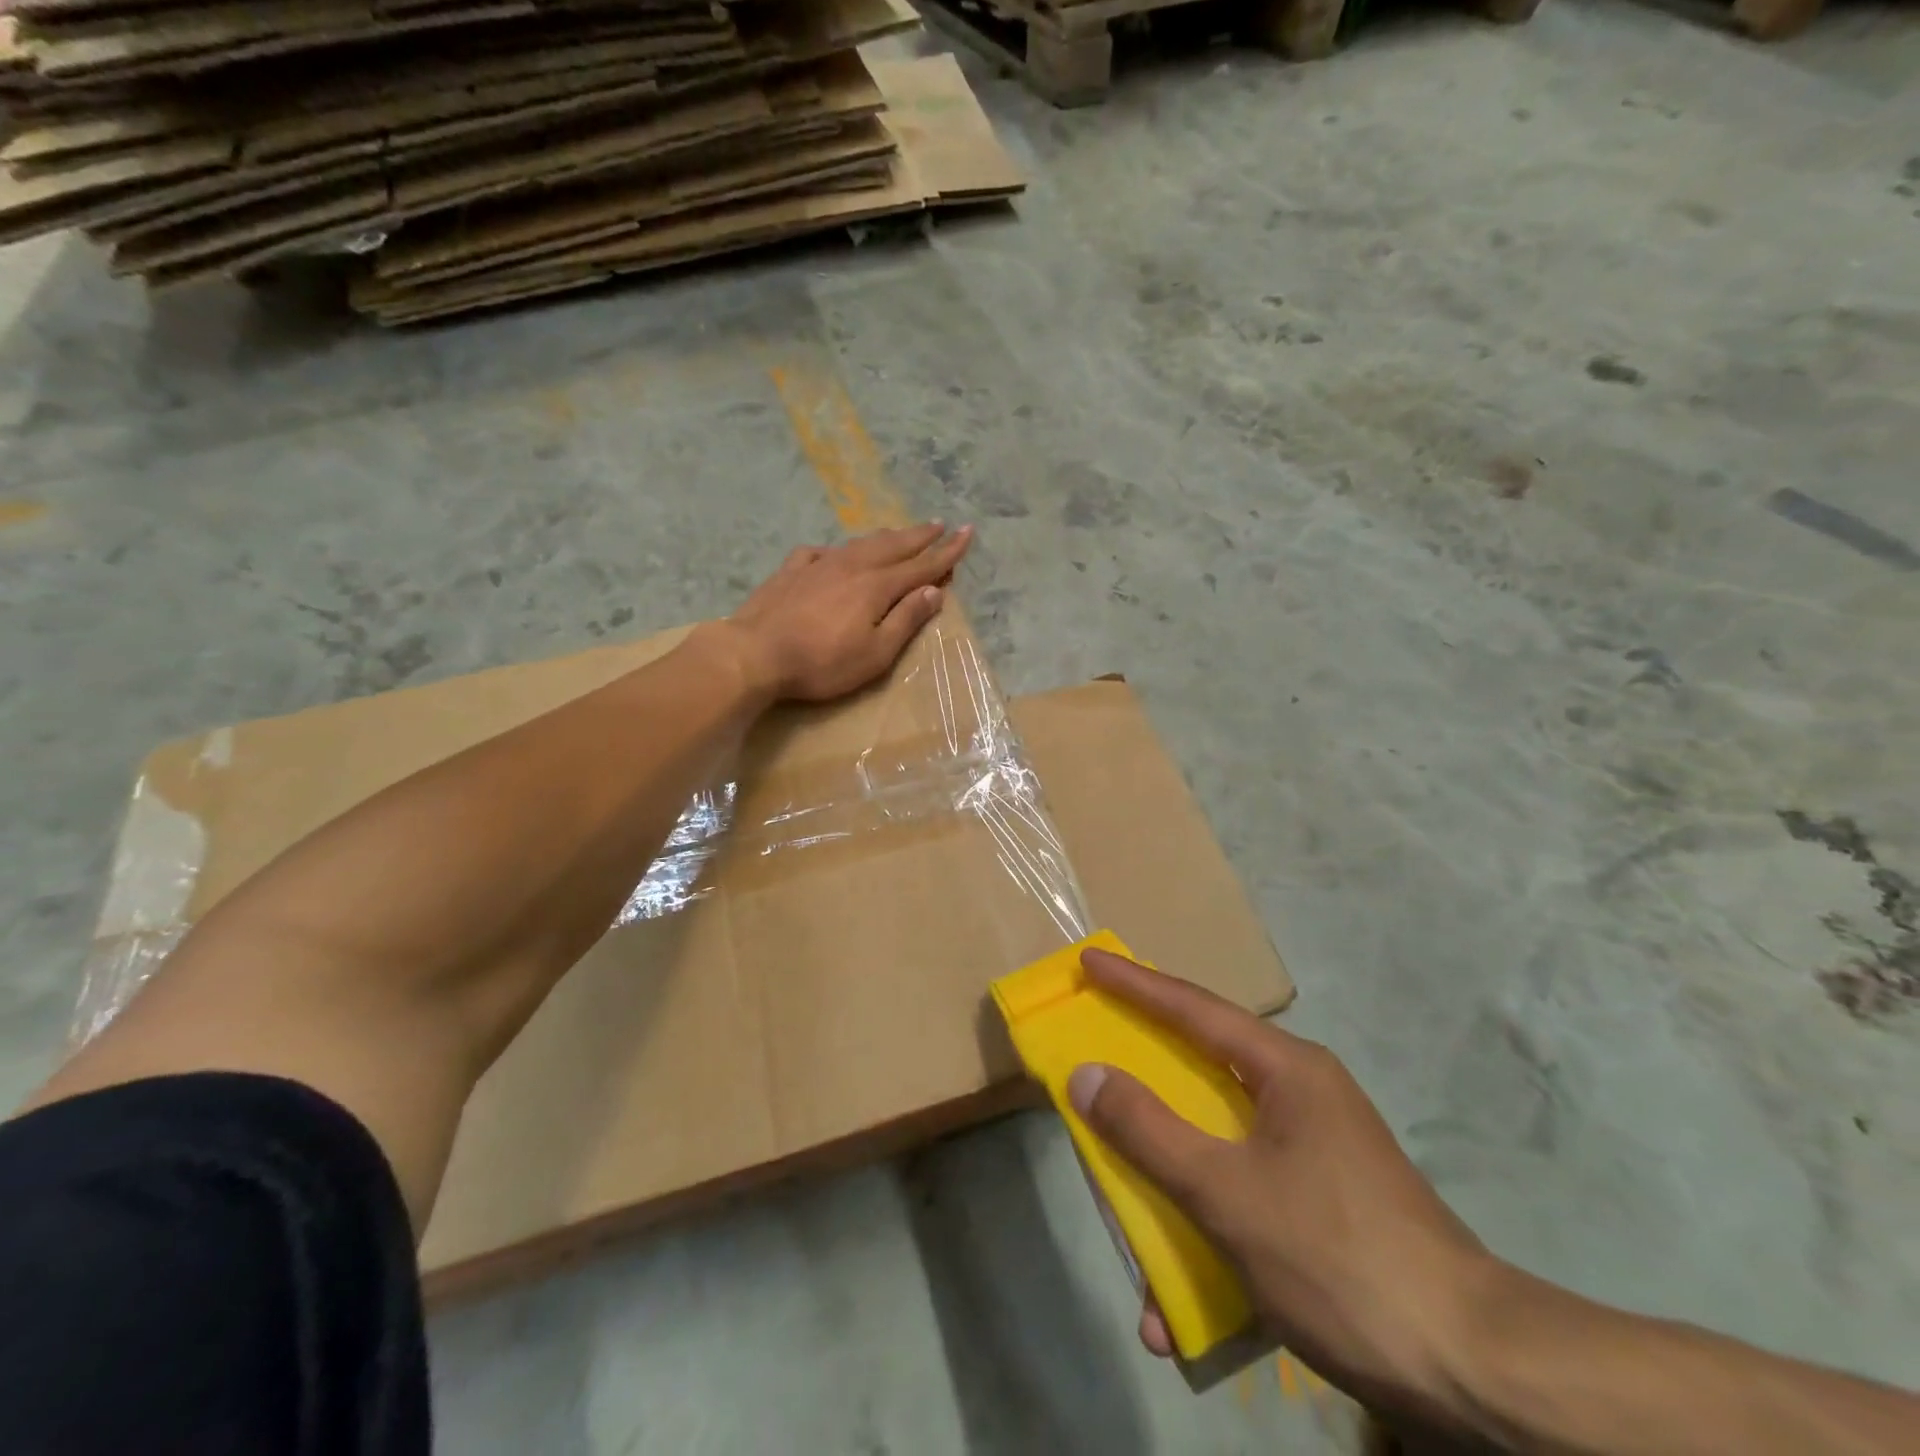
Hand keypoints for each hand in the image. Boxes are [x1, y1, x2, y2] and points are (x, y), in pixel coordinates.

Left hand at [727, 523, 972, 701]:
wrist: (755, 653)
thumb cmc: (822, 662)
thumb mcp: (875, 653)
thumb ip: (906, 620)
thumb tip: (934, 591)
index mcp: (877, 586)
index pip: (922, 565)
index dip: (947, 552)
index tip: (968, 534)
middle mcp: (852, 566)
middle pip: (894, 545)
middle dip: (920, 536)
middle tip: (940, 524)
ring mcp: (819, 564)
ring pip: (860, 543)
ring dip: (885, 536)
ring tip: (899, 531)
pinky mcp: (791, 571)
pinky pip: (820, 552)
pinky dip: (837, 550)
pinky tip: (833, 553)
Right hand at [1066, 949, 1491, 1426]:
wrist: (1474, 1373)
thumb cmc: (1338, 1257)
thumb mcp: (1227, 1193)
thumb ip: (1149, 1131)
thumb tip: (1087, 1075)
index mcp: (1286, 1070)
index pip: (1193, 1008)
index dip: (1134, 983)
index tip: (1090, 960)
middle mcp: (1300, 1095)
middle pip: (1202, 1070)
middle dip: (1145, 1076)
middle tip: (1097, 1060)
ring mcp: (1315, 1151)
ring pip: (1218, 1141)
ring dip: (1169, 1181)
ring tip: (1126, 1215)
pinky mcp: (1323, 1203)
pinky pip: (1244, 1194)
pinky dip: (1206, 1232)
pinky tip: (1180, 1308)